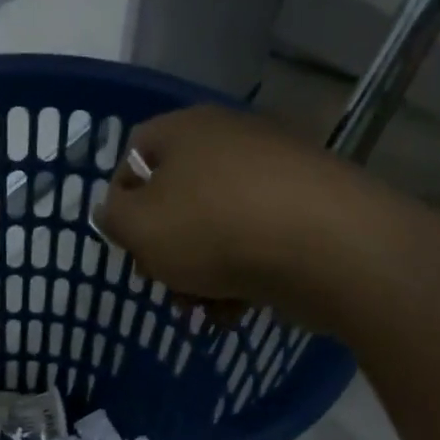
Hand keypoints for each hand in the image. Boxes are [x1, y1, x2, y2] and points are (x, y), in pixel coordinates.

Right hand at [97, 106, 343, 312]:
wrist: (326, 247)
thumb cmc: (214, 230)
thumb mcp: (138, 227)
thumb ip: (113, 218)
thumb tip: (113, 209)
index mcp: (186, 131)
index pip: (135, 151)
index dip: (120, 197)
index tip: (125, 241)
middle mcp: (231, 140)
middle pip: (177, 196)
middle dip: (164, 247)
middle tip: (162, 281)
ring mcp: (273, 174)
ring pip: (215, 226)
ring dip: (198, 272)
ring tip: (200, 308)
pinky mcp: (305, 209)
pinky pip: (255, 241)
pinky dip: (239, 275)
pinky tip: (235, 309)